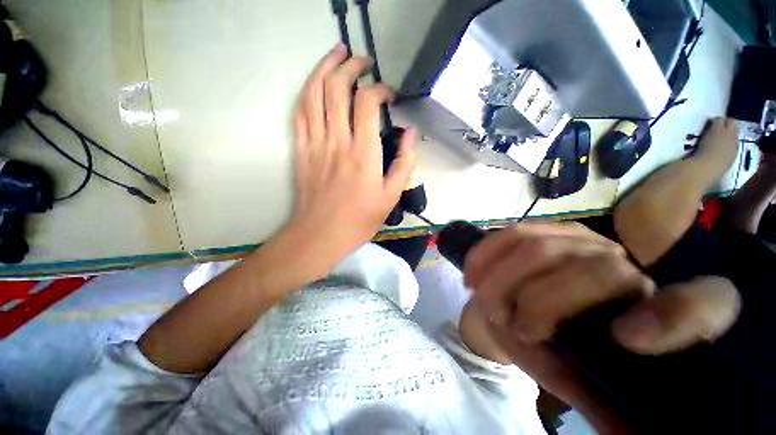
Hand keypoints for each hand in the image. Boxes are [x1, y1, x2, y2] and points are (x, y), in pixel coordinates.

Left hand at [279, 43, 415, 274]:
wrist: (320, 234)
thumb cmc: (359, 219)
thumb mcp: (391, 196)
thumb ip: (404, 163)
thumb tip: (411, 134)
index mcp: (363, 153)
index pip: (367, 103)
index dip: (380, 90)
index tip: (389, 95)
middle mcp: (337, 141)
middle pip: (337, 88)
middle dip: (351, 67)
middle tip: (363, 62)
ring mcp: (315, 143)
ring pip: (314, 93)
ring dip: (325, 68)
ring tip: (337, 55)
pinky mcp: (301, 149)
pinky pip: (300, 112)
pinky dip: (307, 92)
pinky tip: (315, 84)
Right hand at [463, 222, 740, 431]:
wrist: (519, 308)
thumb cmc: (550, 348)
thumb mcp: (574, 380)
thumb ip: (597, 400)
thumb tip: (627, 433)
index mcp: (646, 308)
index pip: (699, 304)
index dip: (677, 319)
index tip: (624, 339)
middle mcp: (622, 264)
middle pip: (588, 270)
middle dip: (536, 300)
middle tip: (501, 319)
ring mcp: (579, 237)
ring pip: (537, 246)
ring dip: (500, 276)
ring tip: (480, 297)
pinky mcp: (542, 227)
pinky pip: (510, 233)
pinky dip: (485, 254)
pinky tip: (471, 273)